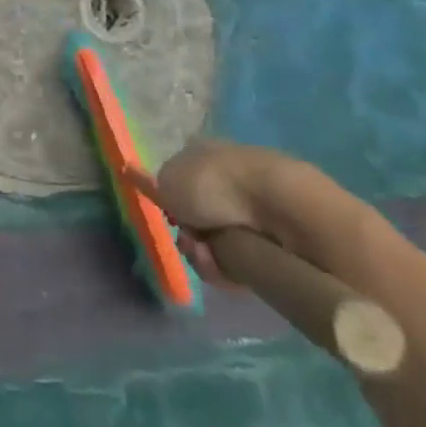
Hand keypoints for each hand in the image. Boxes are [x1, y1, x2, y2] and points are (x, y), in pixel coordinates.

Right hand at [125, 139, 311, 285]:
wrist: (278, 208)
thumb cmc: (215, 183)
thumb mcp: (169, 179)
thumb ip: (154, 185)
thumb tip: (147, 181)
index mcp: (206, 156)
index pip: (181, 180)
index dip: (170, 199)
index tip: (167, 212)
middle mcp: (229, 184)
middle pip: (196, 221)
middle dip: (187, 236)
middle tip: (188, 240)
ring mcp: (252, 216)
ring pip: (213, 247)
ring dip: (202, 256)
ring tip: (206, 255)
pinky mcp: (273, 248)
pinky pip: (238, 267)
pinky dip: (226, 269)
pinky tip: (224, 265)